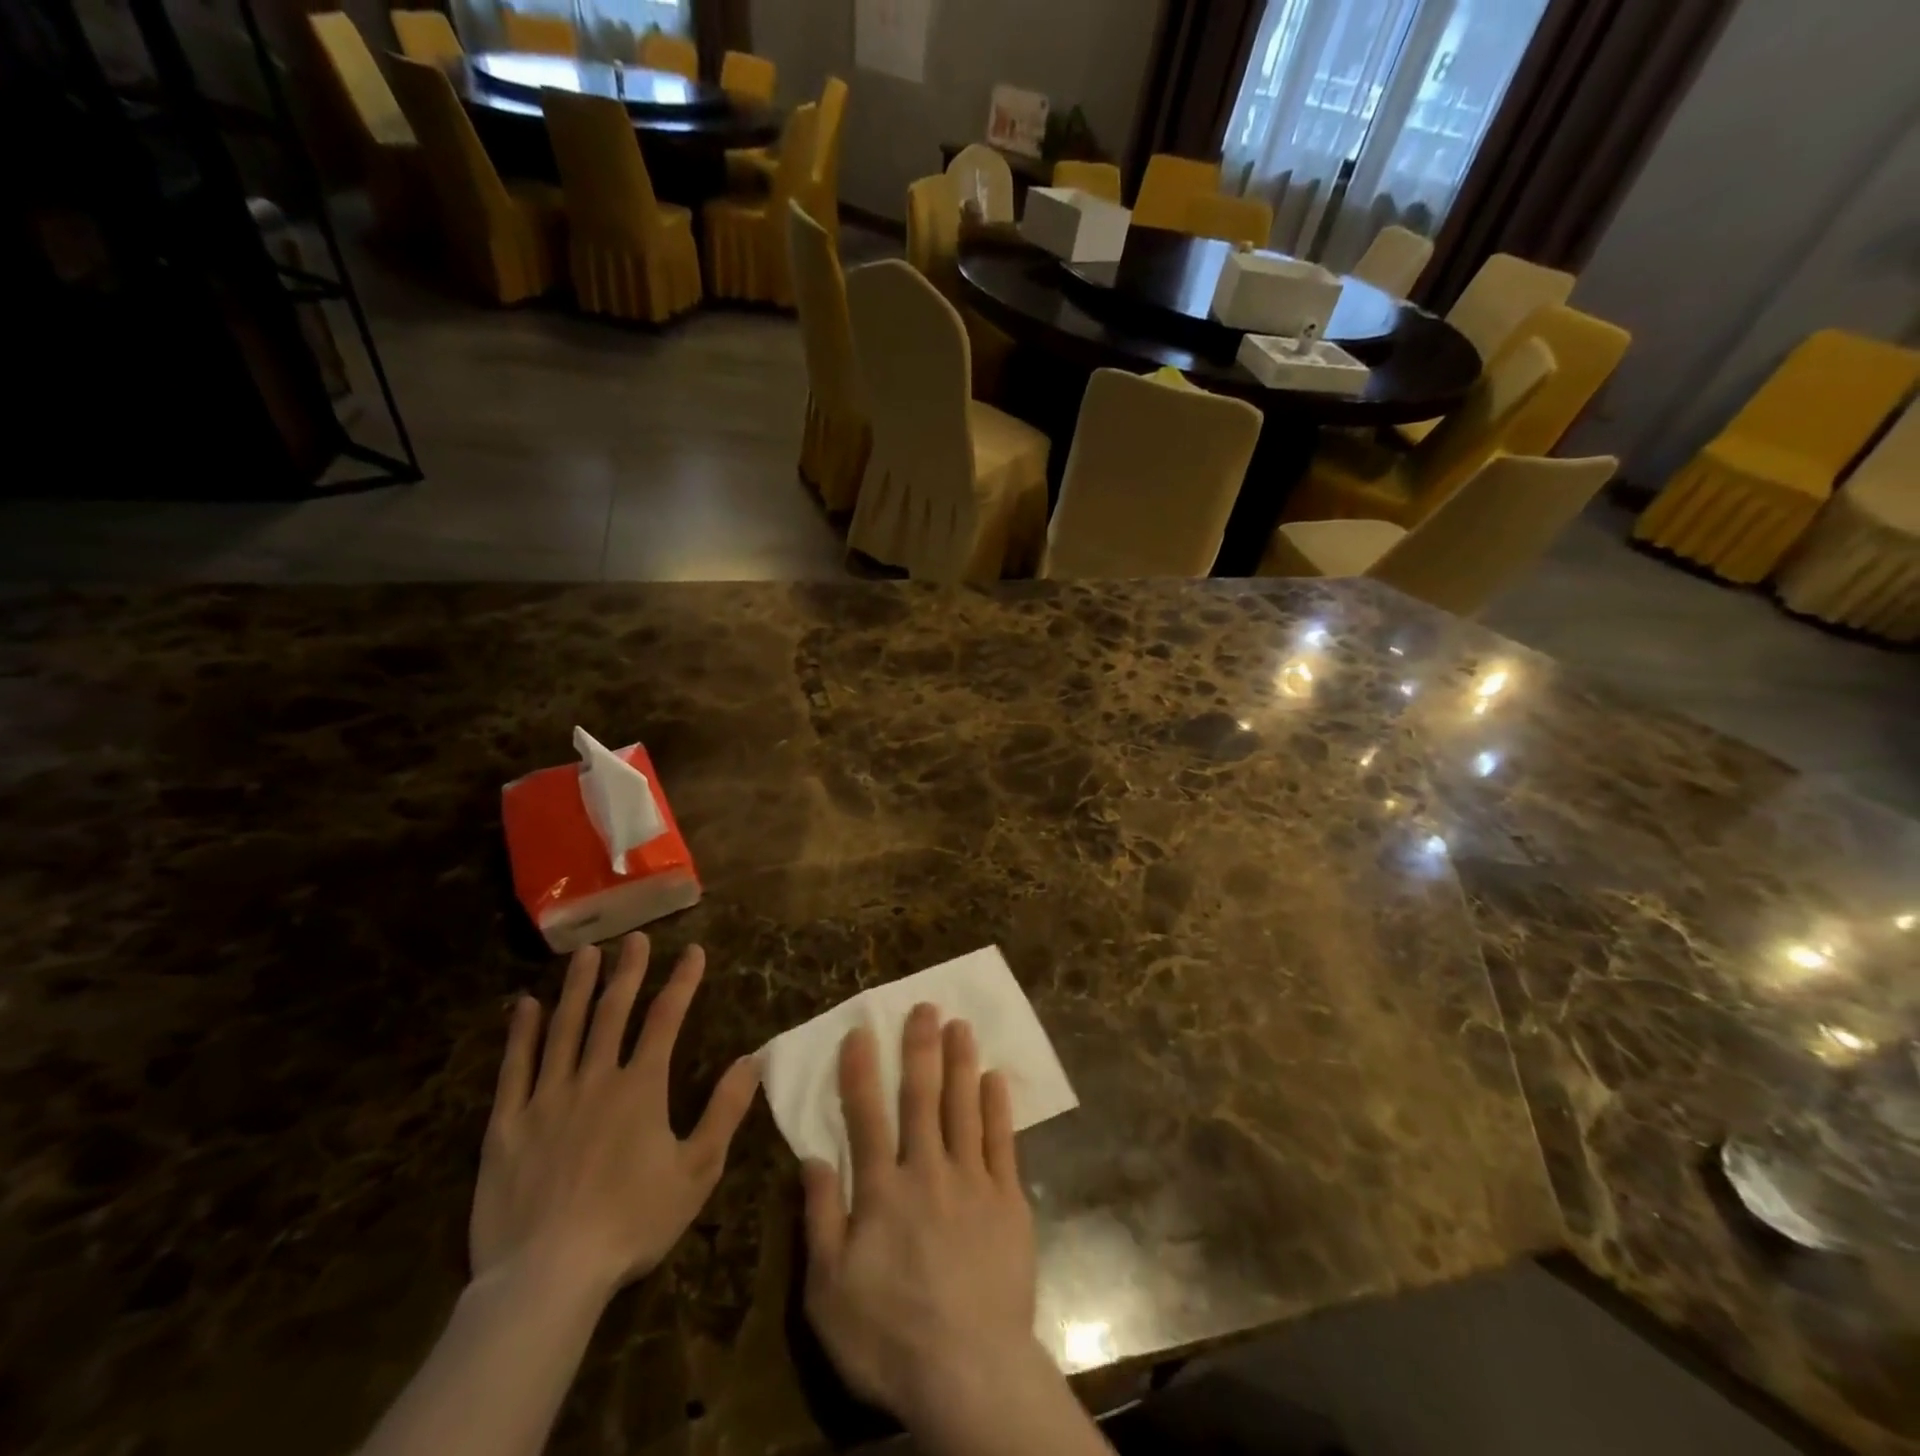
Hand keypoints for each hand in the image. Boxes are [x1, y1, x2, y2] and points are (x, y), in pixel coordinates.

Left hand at [471, 934, 758, 1301]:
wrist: (547, 1277)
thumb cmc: (632, 1223)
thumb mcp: (697, 1171)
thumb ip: (725, 1111)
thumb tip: (752, 1060)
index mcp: (641, 1087)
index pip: (666, 1019)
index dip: (682, 981)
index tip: (694, 951)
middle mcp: (594, 1078)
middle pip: (612, 1012)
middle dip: (627, 971)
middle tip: (635, 938)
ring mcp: (547, 1099)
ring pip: (563, 1029)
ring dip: (577, 988)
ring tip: (585, 954)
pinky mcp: (507, 1125)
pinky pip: (514, 1069)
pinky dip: (521, 1034)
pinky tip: (525, 1006)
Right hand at [800, 1004, 1043, 1429]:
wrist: (970, 1372)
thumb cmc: (890, 1336)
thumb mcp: (829, 1290)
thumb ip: (821, 1218)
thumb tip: (812, 1158)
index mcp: (882, 1190)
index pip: (866, 1116)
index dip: (861, 1071)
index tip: (862, 1031)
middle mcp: (927, 1170)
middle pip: (922, 1097)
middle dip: (921, 1048)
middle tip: (925, 1006)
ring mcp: (972, 1181)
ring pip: (964, 1107)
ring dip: (961, 1062)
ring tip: (961, 1024)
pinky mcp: (1008, 1200)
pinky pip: (1003, 1141)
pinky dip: (998, 1106)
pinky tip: (996, 1077)